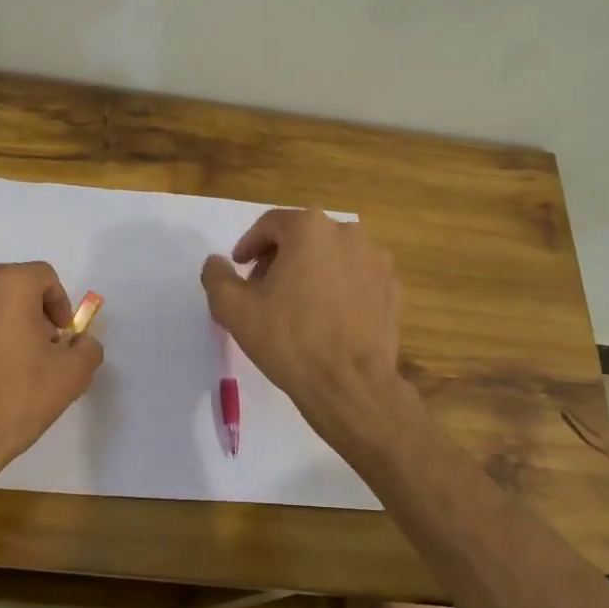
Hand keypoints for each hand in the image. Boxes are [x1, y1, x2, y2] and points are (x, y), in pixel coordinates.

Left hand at [0, 262, 103, 479]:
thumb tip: (81, 342)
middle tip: (39, 348)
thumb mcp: (71, 376)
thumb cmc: (14, 398)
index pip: (44, 277)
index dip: (59, 305)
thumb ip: (87, 348)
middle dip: (30, 311)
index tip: (61, 338)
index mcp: (8, 283)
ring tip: (7, 359)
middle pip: (11, 285)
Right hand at [200, 210, 401, 429]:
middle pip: (303, 236)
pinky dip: (337, 286)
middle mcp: (347, 233)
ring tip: (294, 304)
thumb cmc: (289, 340)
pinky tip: (325, 316)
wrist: (350, 384)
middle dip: (279, 257)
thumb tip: (216, 262)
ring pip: (331, 255)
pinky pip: (355, 276)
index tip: (239, 267)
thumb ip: (217, 277)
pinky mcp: (391, 287)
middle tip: (262, 287)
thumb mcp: (234, 309)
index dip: (249, 244)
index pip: (270, 224)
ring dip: (309, 270)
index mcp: (309, 229)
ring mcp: (375, 260)